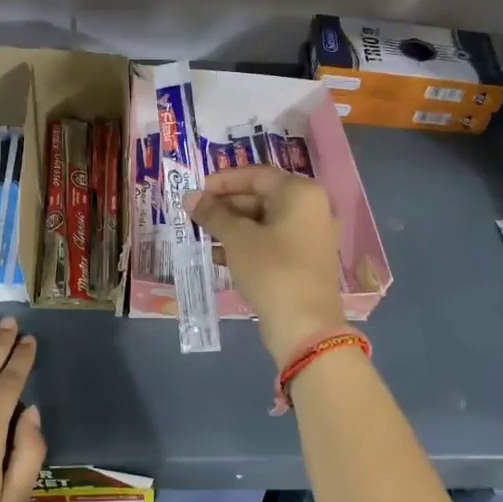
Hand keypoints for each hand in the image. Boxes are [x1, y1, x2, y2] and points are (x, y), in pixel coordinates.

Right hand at [185, 166, 345, 364]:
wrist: (305, 325)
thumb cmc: (271, 270)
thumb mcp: (237, 239)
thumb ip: (213, 214)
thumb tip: (190, 197)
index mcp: (301, 193)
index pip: (256, 175)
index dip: (223, 181)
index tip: (196, 190)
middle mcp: (312, 208)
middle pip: (262, 197)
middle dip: (226, 206)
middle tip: (196, 214)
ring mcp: (311, 235)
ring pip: (265, 221)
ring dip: (233, 226)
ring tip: (202, 234)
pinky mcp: (305, 259)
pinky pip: (272, 241)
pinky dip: (247, 243)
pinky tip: (218, 255)